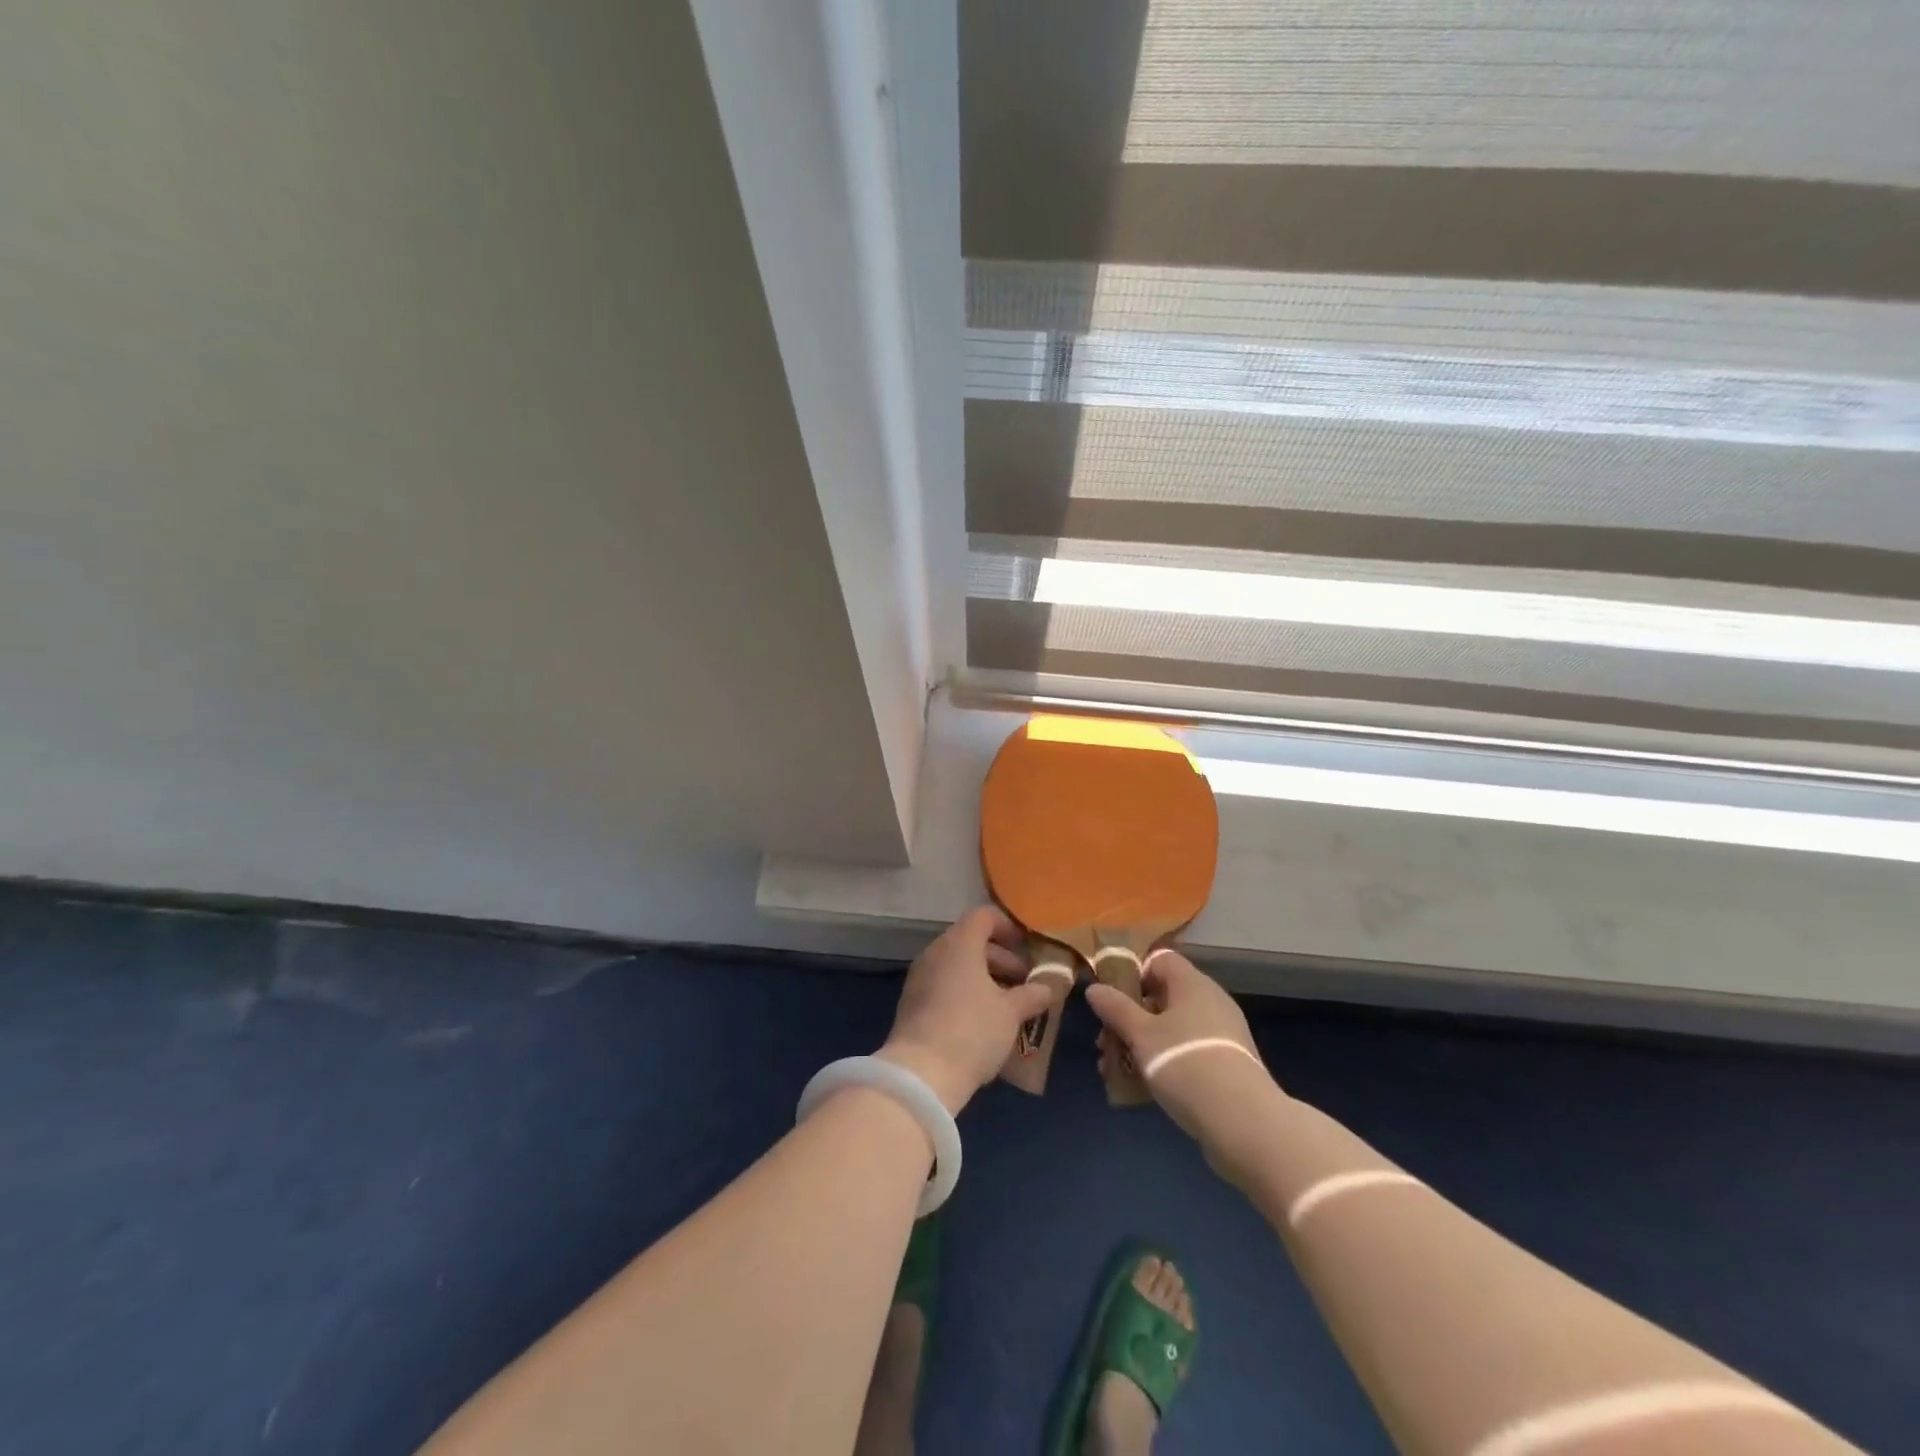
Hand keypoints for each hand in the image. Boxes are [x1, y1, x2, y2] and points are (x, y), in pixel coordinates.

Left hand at [879, 906, 1052, 1114]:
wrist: (921, 1074)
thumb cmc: (972, 1031)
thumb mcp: (1011, 1013)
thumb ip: (1032, 994)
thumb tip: (1050, 986)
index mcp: (959, 944)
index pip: (984, 916)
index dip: (1008, 927)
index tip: (1027, 949)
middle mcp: (936, 952)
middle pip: (971, 941)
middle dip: (1001, 958)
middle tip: (1024, 982)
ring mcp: (920, 977)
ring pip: (957, 964)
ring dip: (984, 977)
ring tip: (1008, 1005)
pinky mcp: (912, 1002)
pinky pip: (943, 984)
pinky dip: (964, 991)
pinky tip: (982, 1020)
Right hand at [1085, 950, 1281, 1178]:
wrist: (1244, 1123)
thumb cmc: (1185, 1063)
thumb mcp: (1140, 1035)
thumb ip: (1115, 1009)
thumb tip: (1094, 988)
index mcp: (1192, 983)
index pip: (1159, 960)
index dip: (1132, 974)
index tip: (1112, 1000)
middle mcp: (1210, 1001)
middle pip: (1162, 997)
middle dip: (1130, 1017)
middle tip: (1106, 1041)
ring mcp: (1221, 1034)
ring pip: (1172, 1029)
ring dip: (1142, 1044)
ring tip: (1115, 1070)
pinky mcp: (1226, 1065)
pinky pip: (1186, 1052)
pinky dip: (1163, 1063)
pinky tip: (1140, 1089)